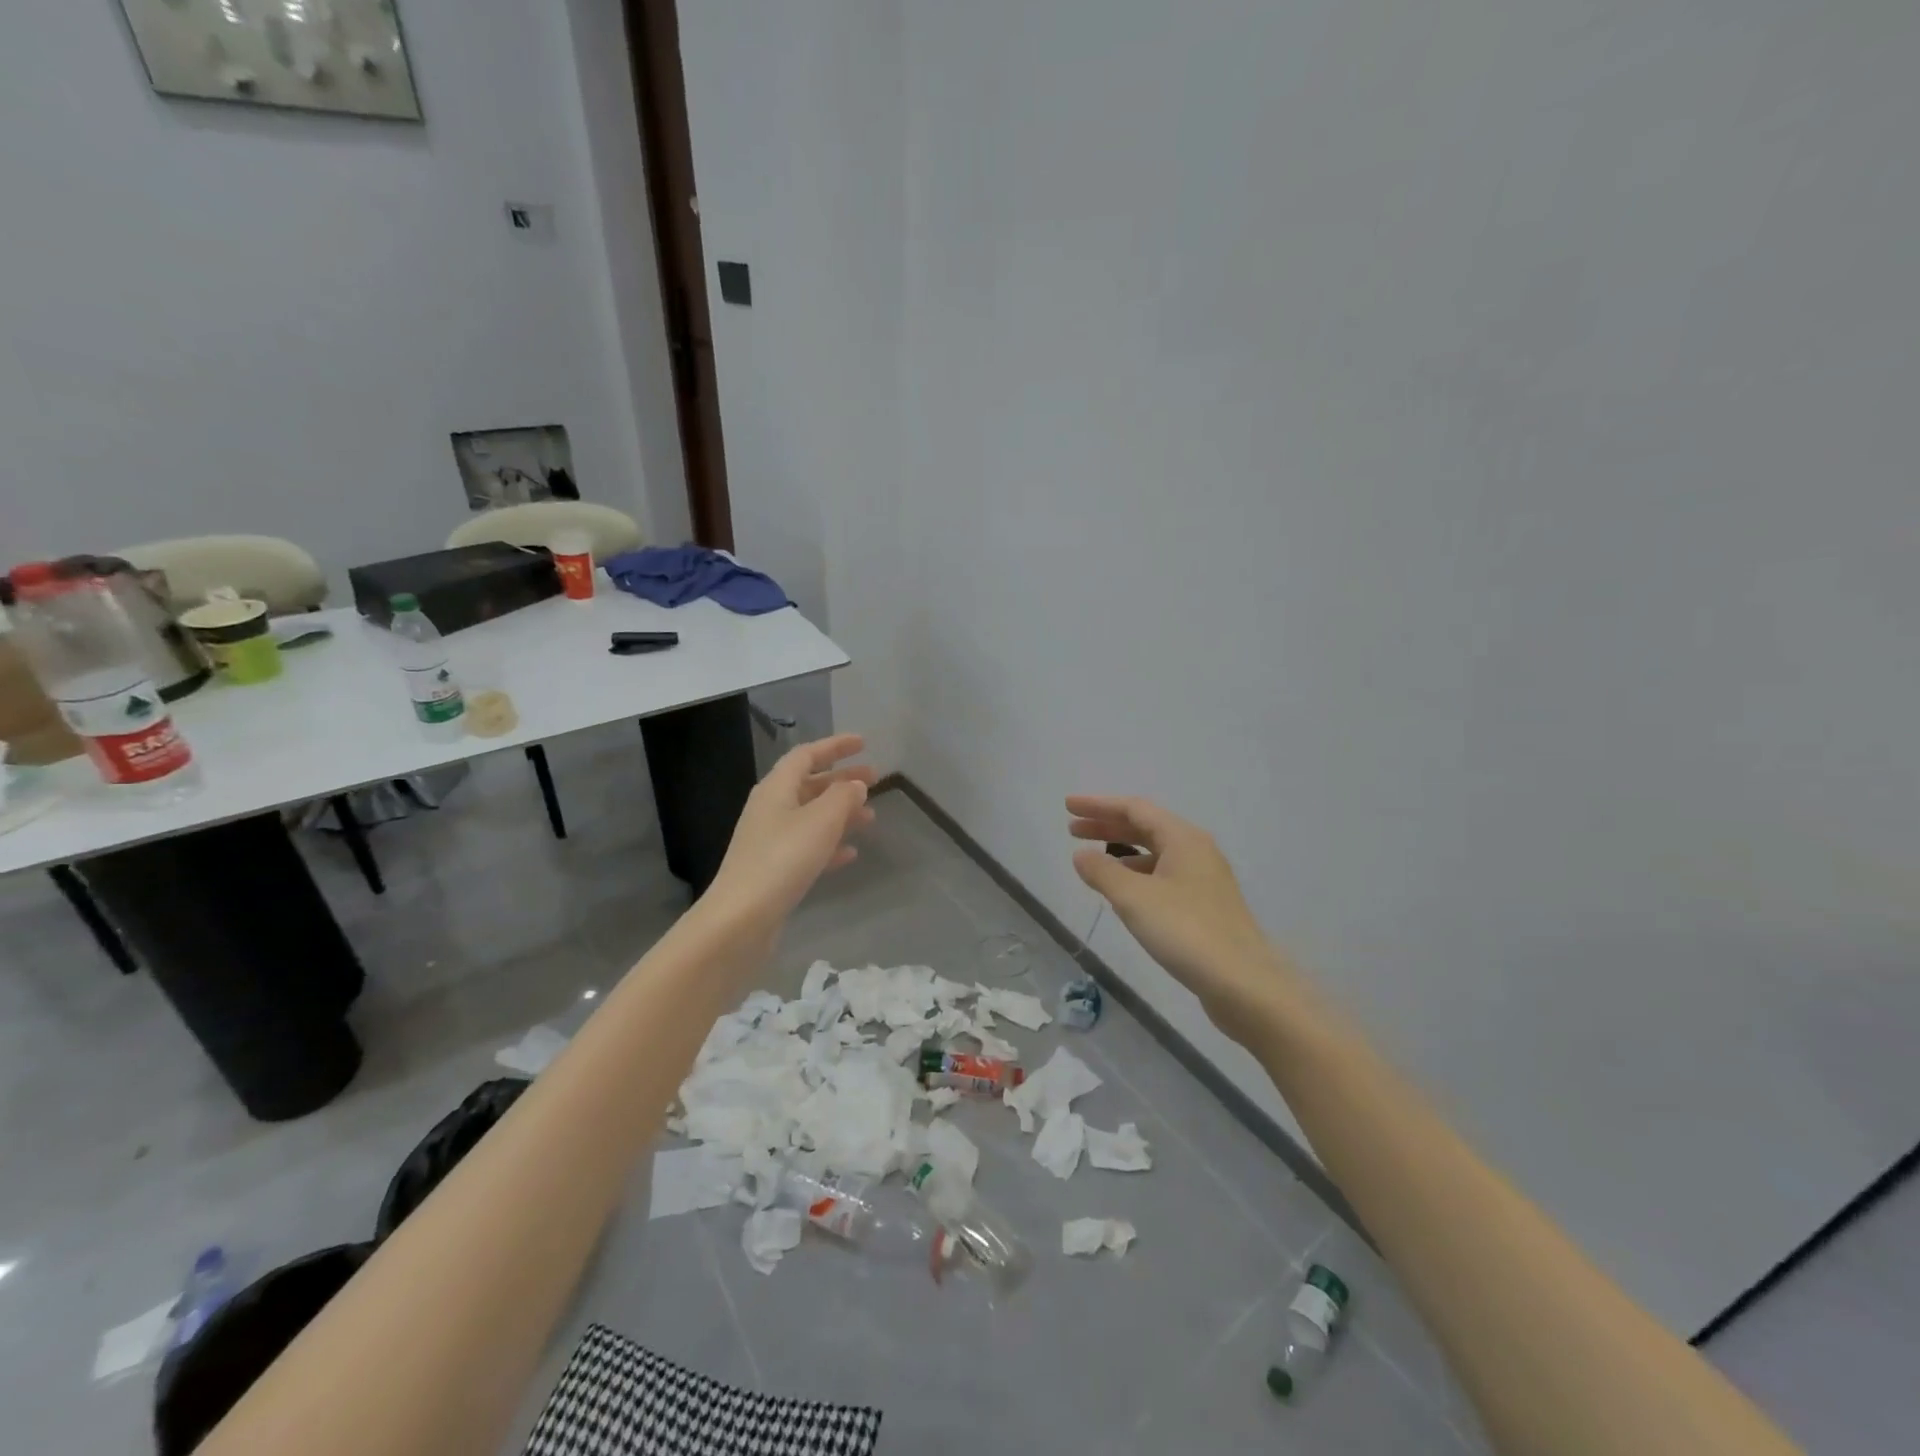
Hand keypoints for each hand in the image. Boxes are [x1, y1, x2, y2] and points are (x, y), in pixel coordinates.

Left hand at [706, 734, 875, 925]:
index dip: (835, 746)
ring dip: (841, 813)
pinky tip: (850, 854)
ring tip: (870, 819)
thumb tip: (855, 784)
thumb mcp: (821, 821)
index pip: (807, 755)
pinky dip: (830, 845)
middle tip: (875, 780)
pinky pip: (807, 847)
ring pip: (811, 816)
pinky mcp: (774, 870)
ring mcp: (770, 840)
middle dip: (842, 780)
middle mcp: (770, 809)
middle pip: (810, 784)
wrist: (742, 918)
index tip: (863, 744)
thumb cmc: (783, 858)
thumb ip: (843, 797)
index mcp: (776, 788)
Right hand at [1066, 795, 1302, 1044]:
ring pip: (1155, 853)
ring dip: (1121, 851)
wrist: (1244, 984)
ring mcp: (1203, 879)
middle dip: (1107, 825)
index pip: (1134, 808)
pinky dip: (1137, 875)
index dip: (1098, 805)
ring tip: (1092, 862)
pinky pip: (1163, 876)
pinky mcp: (1205, 906)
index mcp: (1183, 838)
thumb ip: (1102, 872)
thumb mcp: (1134, 899)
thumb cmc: (1186, 931)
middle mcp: (1196, 851)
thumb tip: (1081, 854)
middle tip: (1072, 830)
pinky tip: (1122, 894)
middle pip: (1145, 827)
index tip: (1068, 806)